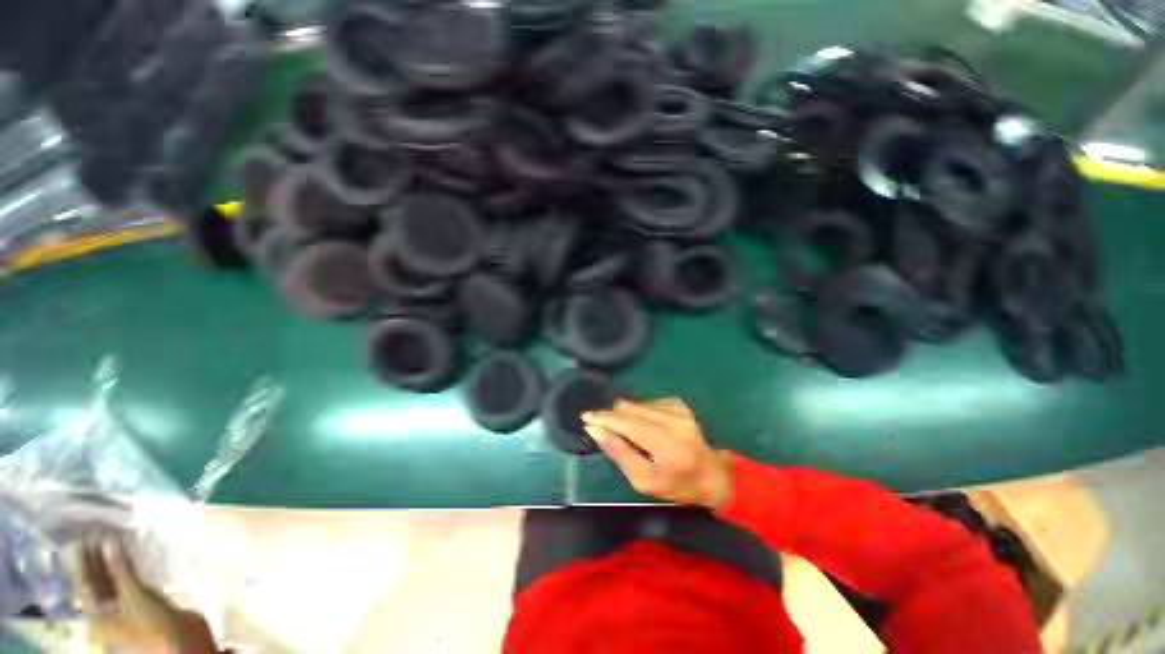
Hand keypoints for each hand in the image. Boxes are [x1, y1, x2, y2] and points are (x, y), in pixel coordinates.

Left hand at [65, 538, 219, 653]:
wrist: (183, 644)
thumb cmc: (151, 626)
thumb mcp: (135, 597)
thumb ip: (121, 570)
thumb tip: (108, 539)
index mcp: (96, 614)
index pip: (84, 581)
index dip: (84, 559)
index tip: (85, 534)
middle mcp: (106, 610)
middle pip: (98, 581)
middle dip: (99, 558)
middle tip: (100, 531)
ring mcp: (126, 607)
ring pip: (117, 580)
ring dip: (117, 561)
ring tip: (117, 538)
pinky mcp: (144, 603)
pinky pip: (133, 581)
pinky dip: (132, 568)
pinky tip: (136, 555)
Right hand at [582, 398, 733, 509]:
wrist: (711, 475)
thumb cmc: (677, 486)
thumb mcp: (644, 480)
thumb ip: (619, 453)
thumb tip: (595, 430)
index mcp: (667, 444)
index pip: (628, 423)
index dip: (604, 418)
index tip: (585, 418)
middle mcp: (673, 420)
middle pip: (630, 409)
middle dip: (612, 418)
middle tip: (604, 430)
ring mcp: (677, 409)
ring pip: (636, 405)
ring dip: (625, 417)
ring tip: (631, 436)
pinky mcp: (677, 403)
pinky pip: (646, 404)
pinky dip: (638, 414)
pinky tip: (645, 429)